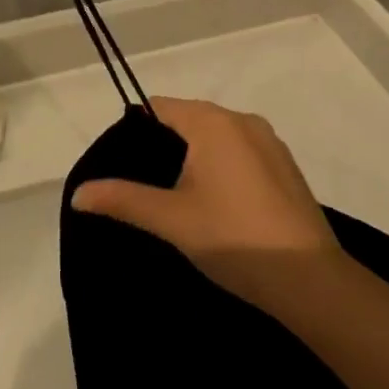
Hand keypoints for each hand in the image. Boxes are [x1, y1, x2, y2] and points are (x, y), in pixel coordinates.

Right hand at [70, 97, 341, 315]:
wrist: (310, 281)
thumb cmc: (233, 238)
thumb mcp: (170, 219)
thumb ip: (122, 199)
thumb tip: (78, 193)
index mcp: (212, 121)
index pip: (160, 107)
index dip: (136, 131)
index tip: (123, 165)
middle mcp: (243, 120)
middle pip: (189, 120)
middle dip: (165, 148)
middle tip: (146, 189)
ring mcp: (270, 142)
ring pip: (216, 138)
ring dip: (195, 160)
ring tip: (178, 201)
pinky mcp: (286, 167)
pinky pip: (241, 153)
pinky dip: (222, 169)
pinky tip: (218, 208)